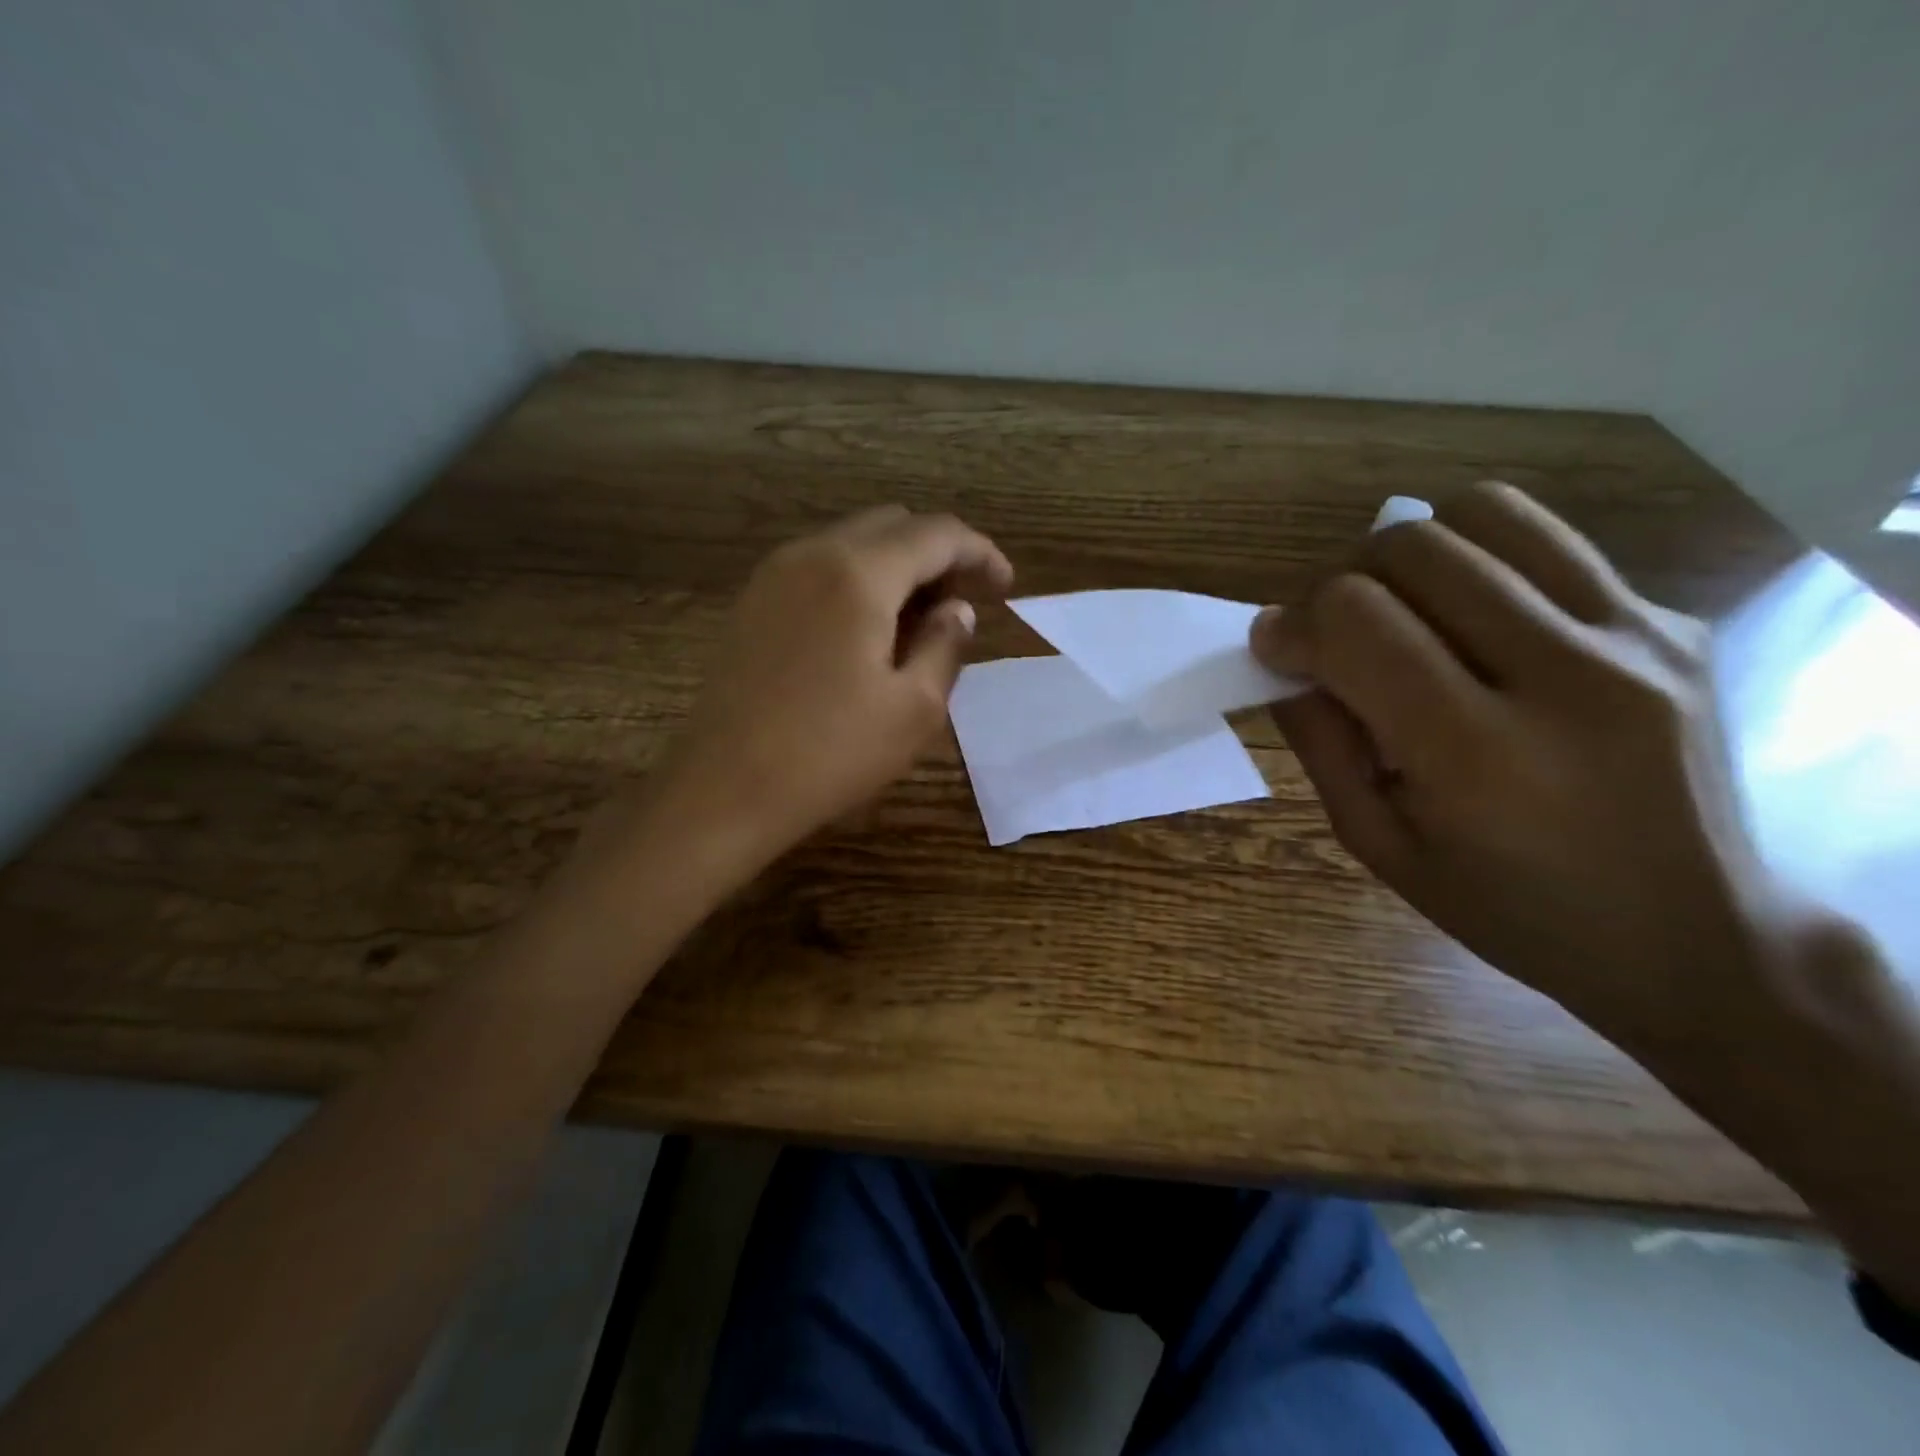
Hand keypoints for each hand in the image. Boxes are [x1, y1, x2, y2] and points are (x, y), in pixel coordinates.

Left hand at [656, 506, 1012, 869]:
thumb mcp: (913, 709)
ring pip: (853, 541)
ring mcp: (775, 575)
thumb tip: (957, 611)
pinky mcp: (753, 602)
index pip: (937, 534)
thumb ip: (945, 645)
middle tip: (964, 603)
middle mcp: (813, 554)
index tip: (1006, 587)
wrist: (723, 788)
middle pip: (893, 524)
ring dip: (898, 565)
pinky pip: (820, 566)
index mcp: (859, 574)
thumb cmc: (829, 754)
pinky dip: (859, 579)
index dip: (981, 553)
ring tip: (921, 620)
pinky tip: (869, 629)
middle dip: (939, 554)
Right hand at [1250, 481, 1794, 1040]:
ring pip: (1486, 514)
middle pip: (1413, 547)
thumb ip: (1321, 742)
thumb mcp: (1381, 846)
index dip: (1292, 623)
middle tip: (1337, 636)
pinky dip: (1483, 567)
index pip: (1356, 620)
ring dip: (1414, 552)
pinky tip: (1482, 630)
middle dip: (1342, 582)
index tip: (1275, 649)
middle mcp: (1567, 677)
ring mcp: (1638, 638)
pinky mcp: (1676, 623)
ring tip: (1405, 610)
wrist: (1702, 940)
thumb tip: (1281, 654)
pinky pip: (1549, 546)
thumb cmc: (1513, 911)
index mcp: (1478, 755)